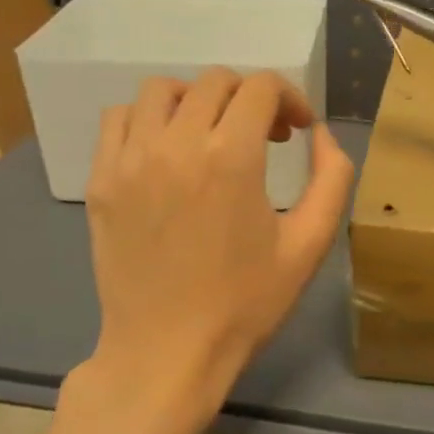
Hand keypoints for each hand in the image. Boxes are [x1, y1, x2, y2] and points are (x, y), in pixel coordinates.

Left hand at [81, 69, 354, 417]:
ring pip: (161, 90)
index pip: (260, 87)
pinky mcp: (102, 181)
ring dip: (196, 99)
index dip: (289, 98)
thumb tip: (321, 134)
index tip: (298, 130)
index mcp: (231, 158)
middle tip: (265, 137)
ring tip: (212, 135)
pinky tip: (167, 150)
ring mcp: (130, 160)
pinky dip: (149, 118)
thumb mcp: (310, 245)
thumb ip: (332, 178)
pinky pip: (119, 119)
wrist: (167, 352)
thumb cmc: (245, 303)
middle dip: (250, 99)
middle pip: (215, 82)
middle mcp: (176, 145)